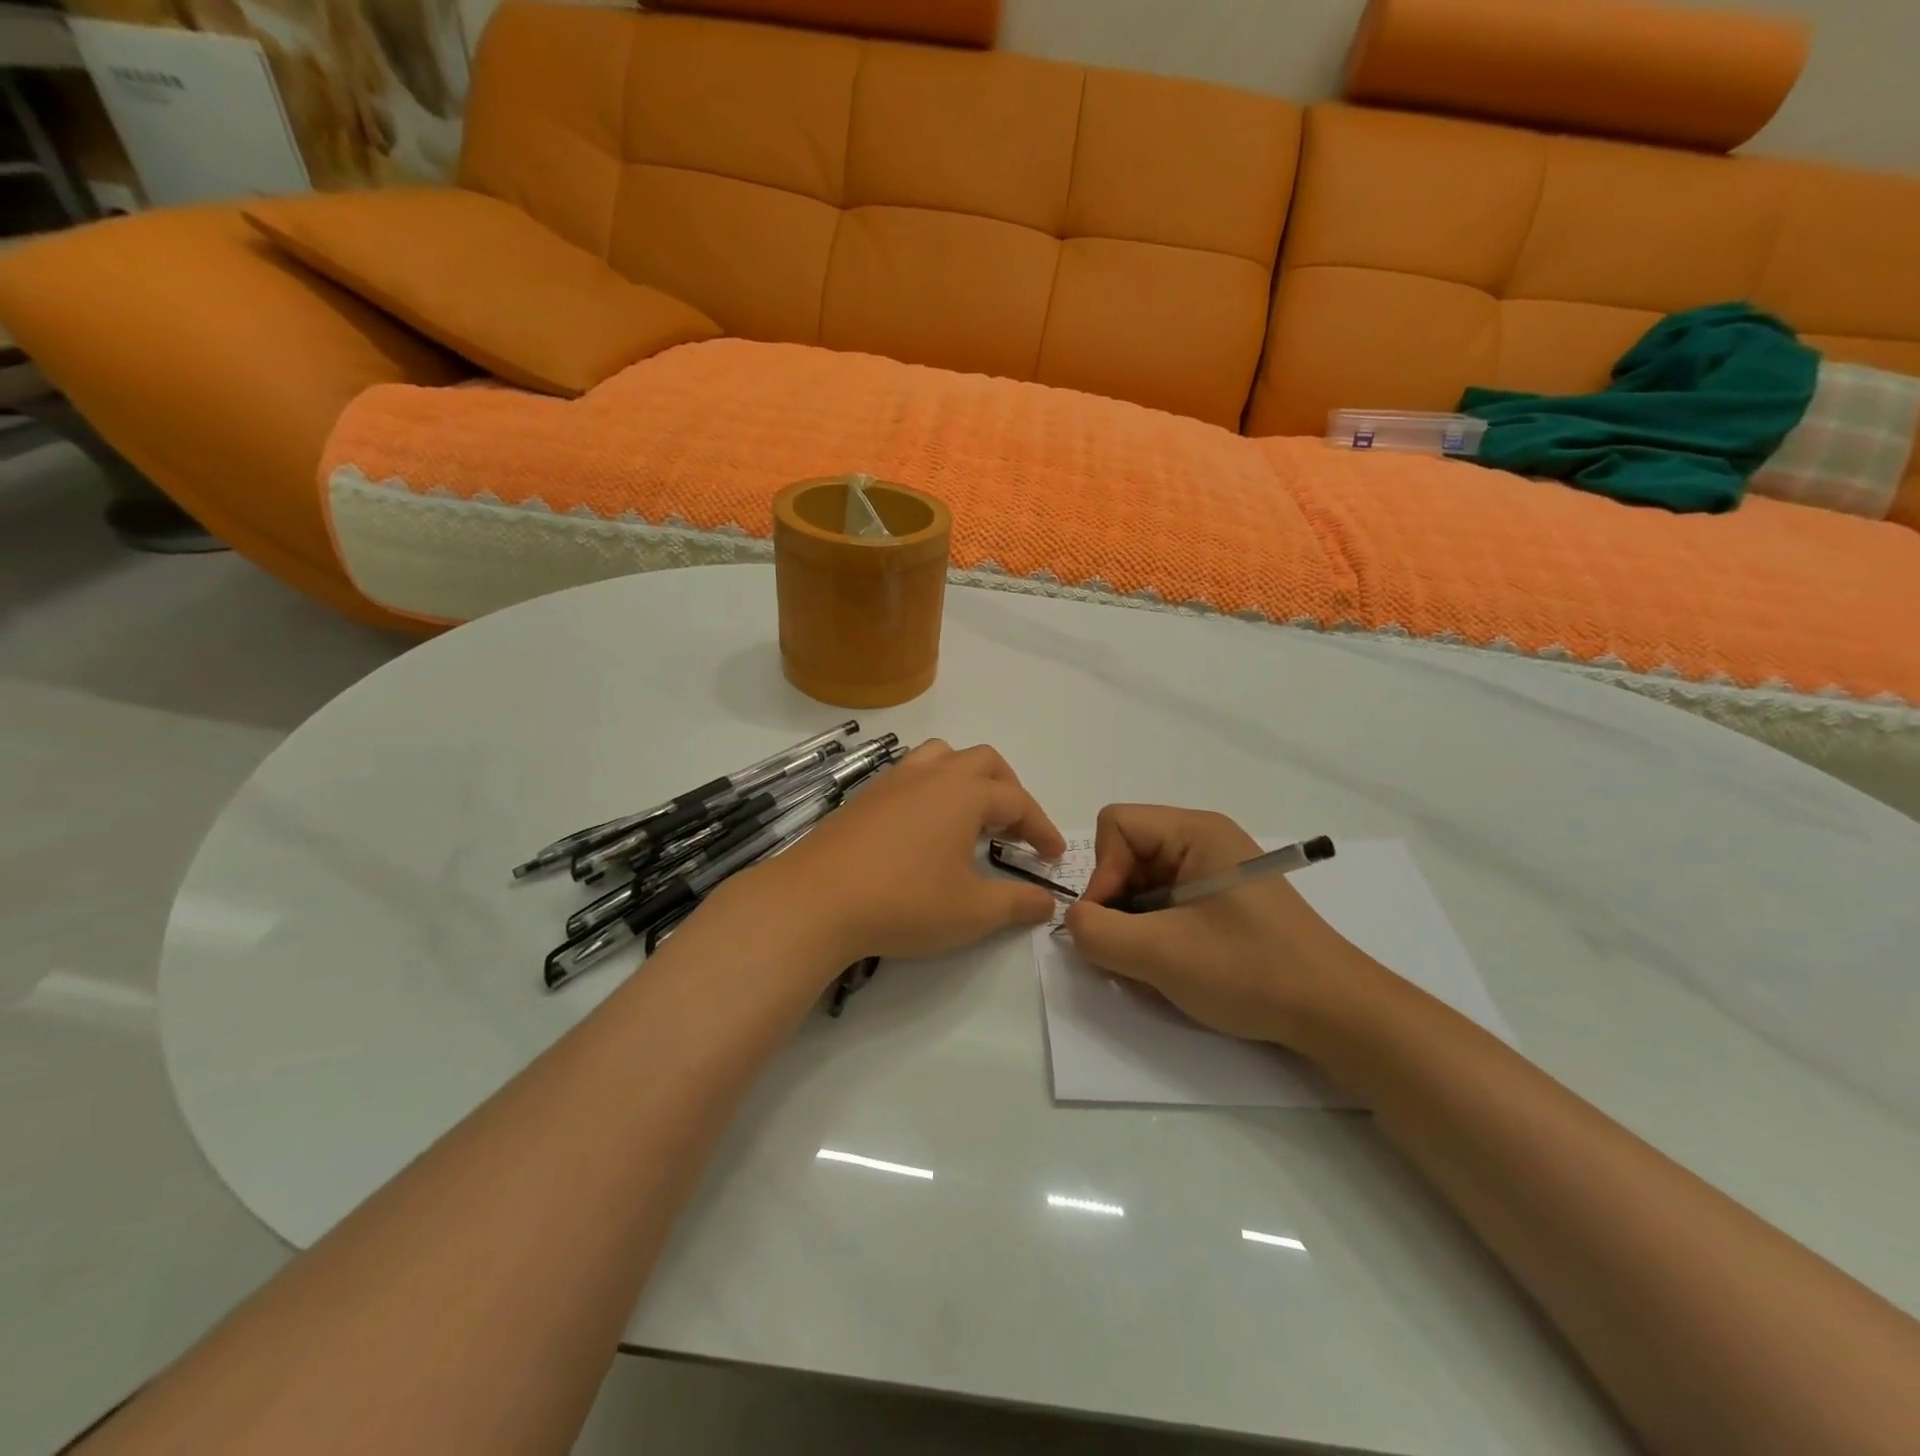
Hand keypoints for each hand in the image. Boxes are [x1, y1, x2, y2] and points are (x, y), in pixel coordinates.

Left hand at [742, 740, 1066, 971]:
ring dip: (966, 778)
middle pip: (984, 761)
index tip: (1054, 856)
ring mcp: (892, 781)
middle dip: (1009, 789)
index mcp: (964, 793)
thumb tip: (1047, 903)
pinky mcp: (863, 797)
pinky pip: (909, 774)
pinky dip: (931, 788)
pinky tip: (923, 827)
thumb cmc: (904, 902)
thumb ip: (1016, 904)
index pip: (1017, 801)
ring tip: (970, 815)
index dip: (1041, 828)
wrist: (816, 900)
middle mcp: (931, 775)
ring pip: (941, 757)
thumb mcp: (971, 912)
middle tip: (1015, 828)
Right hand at [1062, 805, 1373, 1045]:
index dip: (1102, 872)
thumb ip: (1098, 933)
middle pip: (1128, 852)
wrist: (1336, 1013)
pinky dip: (1157, 932)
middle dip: (1117, 902)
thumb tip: (1076, 921)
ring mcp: (1216, 871)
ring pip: (1144, 882)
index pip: (1116, 825)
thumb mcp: (1161, 954)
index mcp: (1196, 831)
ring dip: (1135, 923)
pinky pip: (1167, 902)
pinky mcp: (1224, 901)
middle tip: (1131, 951)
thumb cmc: (1250, 970)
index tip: (1113, 923)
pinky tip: (1176, 965)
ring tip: (1155, 964)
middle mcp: (1205, 840)